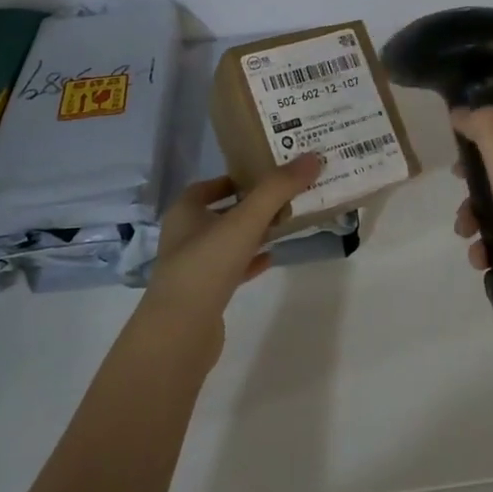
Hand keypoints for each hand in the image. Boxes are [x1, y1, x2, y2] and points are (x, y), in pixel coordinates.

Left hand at [144, 154, 324, 332]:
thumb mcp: (245, 220)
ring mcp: (194, 267)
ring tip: (286, 223)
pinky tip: (273, 258)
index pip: (210, 185)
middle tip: (286, 195)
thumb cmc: (206, 265)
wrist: (180, 333)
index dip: (236, 177)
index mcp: (185, 211)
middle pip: (222, 212)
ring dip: (254, 232)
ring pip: (228, 241)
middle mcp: (185, 235)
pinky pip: (232, 269)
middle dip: (251, 204)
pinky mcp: (205, 295)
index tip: (267, 174)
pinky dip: (251, 261)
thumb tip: (313, 158)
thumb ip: (277, 189)